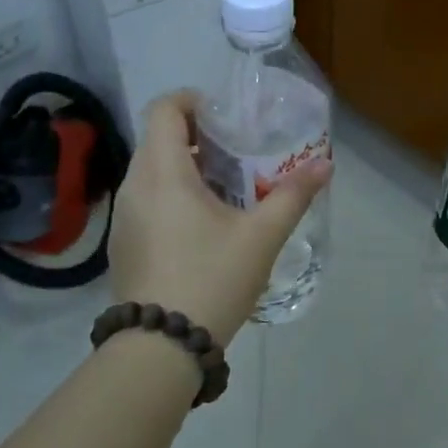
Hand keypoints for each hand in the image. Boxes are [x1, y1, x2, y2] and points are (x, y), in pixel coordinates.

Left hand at [109, 91, 331, 344]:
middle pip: (159, 139)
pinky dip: (171, 197)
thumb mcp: (261, 237)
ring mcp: (122, 217)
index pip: (163, 109)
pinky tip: (200, 228)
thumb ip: (292, 195)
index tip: (225, 117)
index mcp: (163, 172)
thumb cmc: (212, 279)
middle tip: (236, 155)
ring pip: (151, 172)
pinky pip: (145, 201)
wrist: (161, 346)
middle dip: (197, 137)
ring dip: (184, 169)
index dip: (193, 101)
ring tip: (224, 192)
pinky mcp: (121, 244)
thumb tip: (325, 164)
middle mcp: (134, 186)